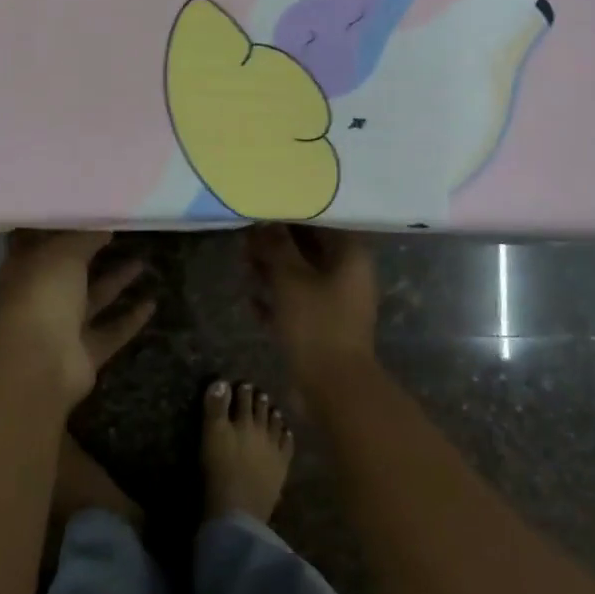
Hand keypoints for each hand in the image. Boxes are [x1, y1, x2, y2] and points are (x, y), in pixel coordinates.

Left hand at [0, 231, 155, 401]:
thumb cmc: (42, 294)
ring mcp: (62, 327)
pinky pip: (111, 332)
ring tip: (144, 261)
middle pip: (70, 270)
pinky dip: (130, 319)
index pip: (39, 240)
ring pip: (94, 300)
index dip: (59, 225)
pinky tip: (152, 303)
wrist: (38, 364)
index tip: (85, 209)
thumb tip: (104, 226)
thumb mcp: (64, 252)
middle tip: (122, 232)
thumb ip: (85, 236)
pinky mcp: (84, 354)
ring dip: (117, 282)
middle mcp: (42, 296)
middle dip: (93, 253)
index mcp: (26, 268)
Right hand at [246, 225, 377, 381]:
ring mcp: (338, 303)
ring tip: (243, 259)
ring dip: (274, 269)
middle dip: (278, 242)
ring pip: (301, 277)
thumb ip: (276, 246)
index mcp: (351, 255)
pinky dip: (277, 299)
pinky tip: (250, 297)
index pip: (322, 221)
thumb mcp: (290, 278)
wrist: (334, 387)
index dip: (292, 213)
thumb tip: (265, 221)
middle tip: (247, 234)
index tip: (266, 206)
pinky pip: (298, 304)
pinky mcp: (324, 328)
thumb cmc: (317, 322)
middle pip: (310, 249)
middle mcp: (349, 275)